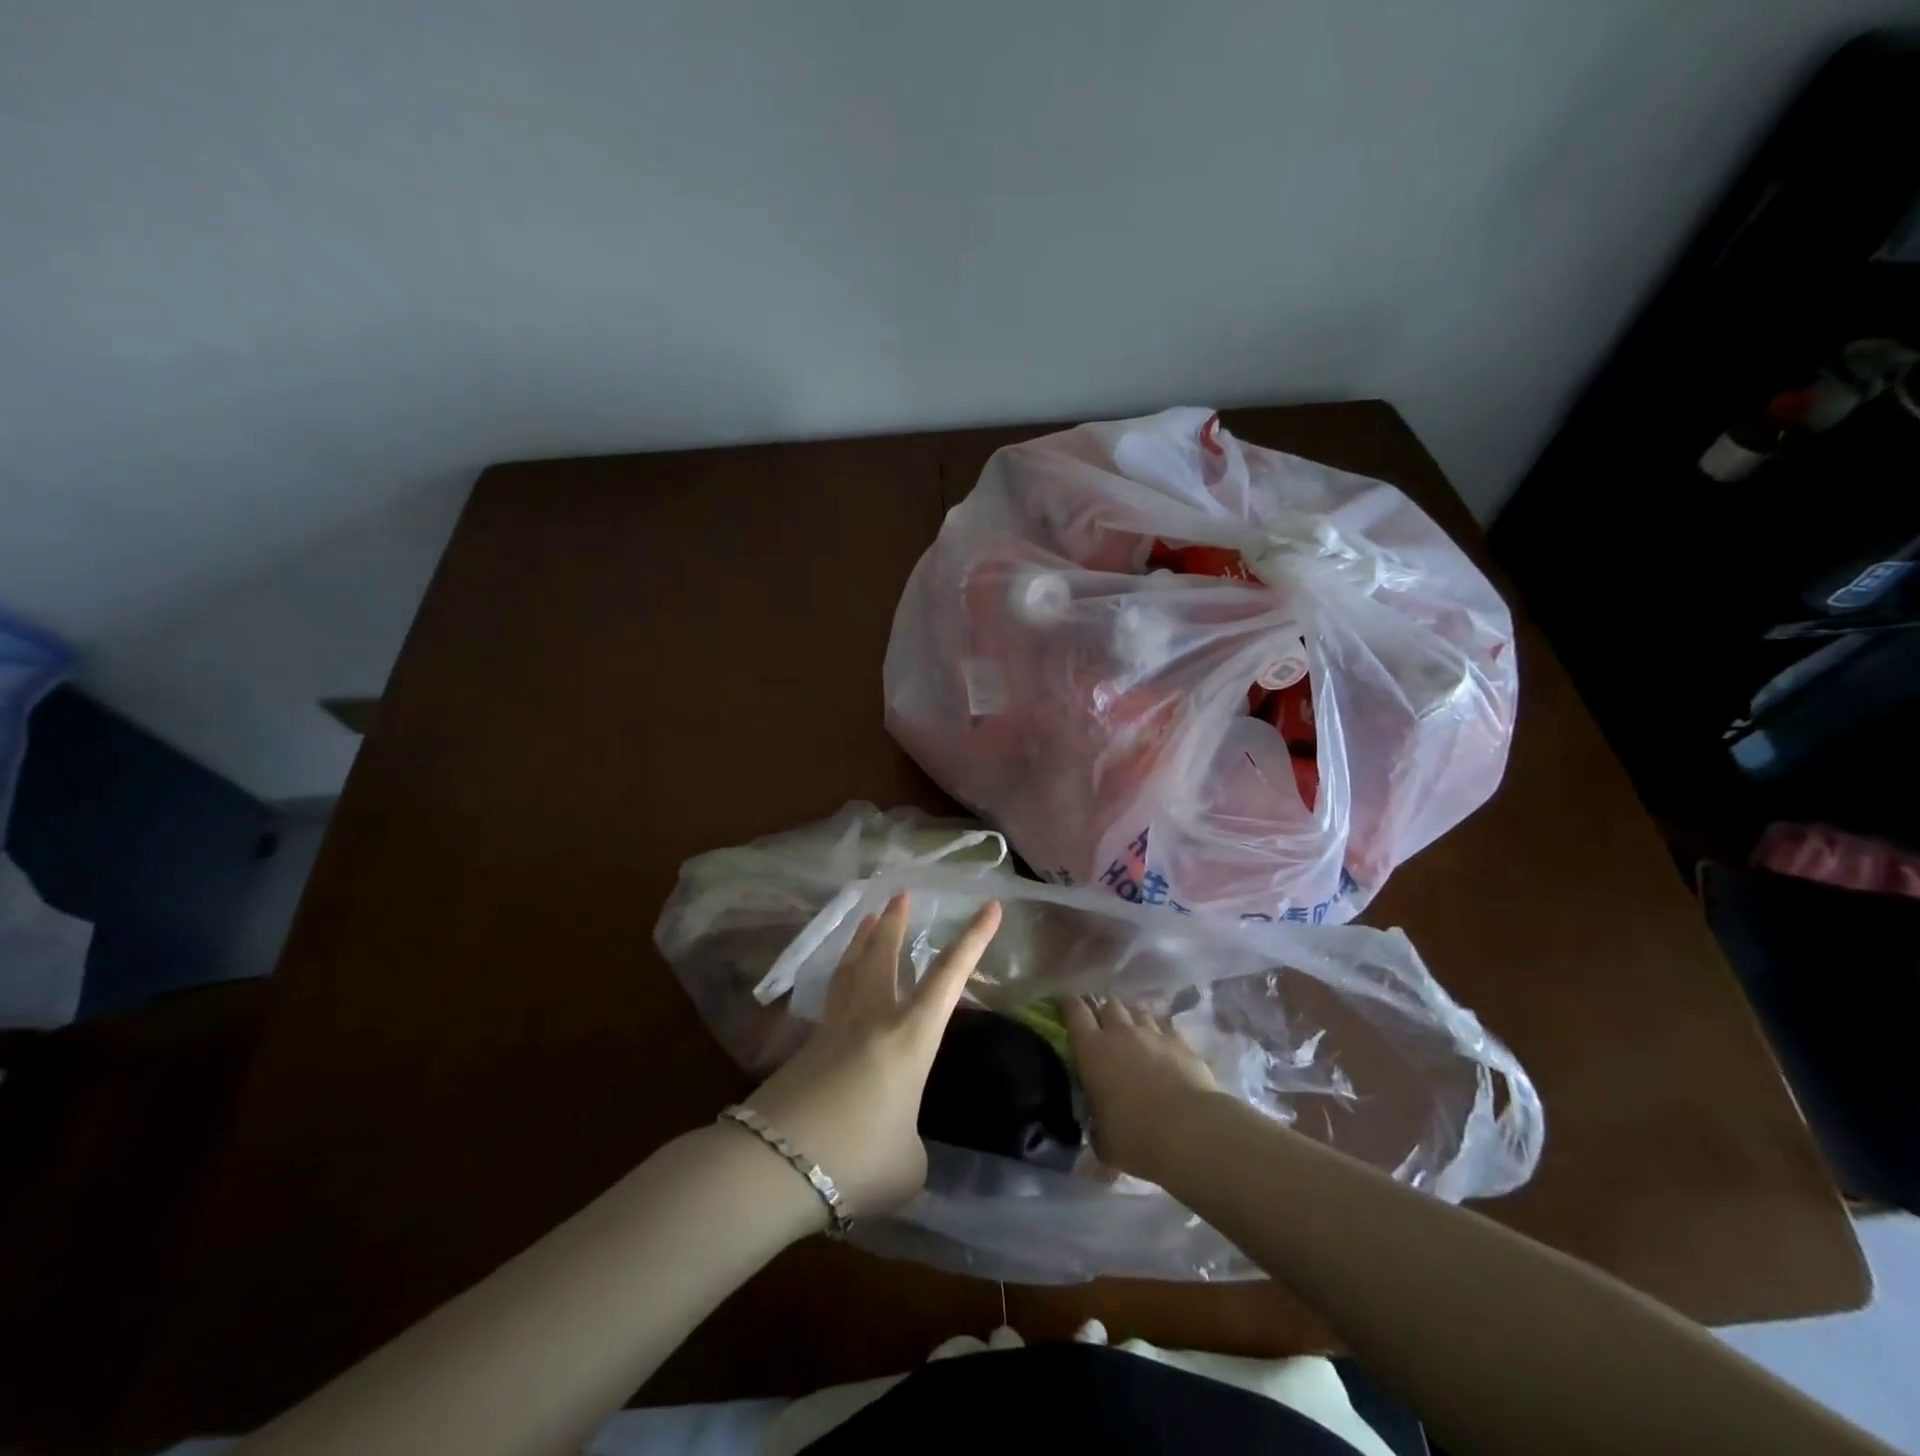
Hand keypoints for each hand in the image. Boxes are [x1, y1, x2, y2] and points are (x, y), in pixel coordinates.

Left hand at [745, 893, 1001, 1217]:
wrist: (775, 1165)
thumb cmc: (857, 1160)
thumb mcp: (907, 1166)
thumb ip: (912, 1144)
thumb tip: (898, 1140)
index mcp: (910, 1037)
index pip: (949, 977)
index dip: (973, 940)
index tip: (990, 905)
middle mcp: (872, 1019)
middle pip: (884, 955)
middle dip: (896, 922)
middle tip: (901, 894)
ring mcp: (833, 1030)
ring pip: (850, 969)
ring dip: (861, 939)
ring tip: (866, 916)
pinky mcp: (804, 1049)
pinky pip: (831, 999)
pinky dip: (840, 978)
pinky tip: (839, 988)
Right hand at [1065, 997, 1222, 1179]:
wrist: (1190, 1132)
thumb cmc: (1136, 1136)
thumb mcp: (1103, 1139)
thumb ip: (1096, 1123)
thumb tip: (1097, 1124)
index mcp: (1093, 1050)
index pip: (1074, 1010)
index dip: (1068, 1004)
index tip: (1065, 1005)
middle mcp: (1120, 1032)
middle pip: (1108, 1003)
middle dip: (1103, 1011)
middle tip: (1102, 1027)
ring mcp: (1153, 1033)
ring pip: (1137, 1009)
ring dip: (1131, 1017)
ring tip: (1132, 1033)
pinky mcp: (1181, 1042)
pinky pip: (1165, 1025)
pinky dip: (1159, 1031)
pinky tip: (1161, 1045)